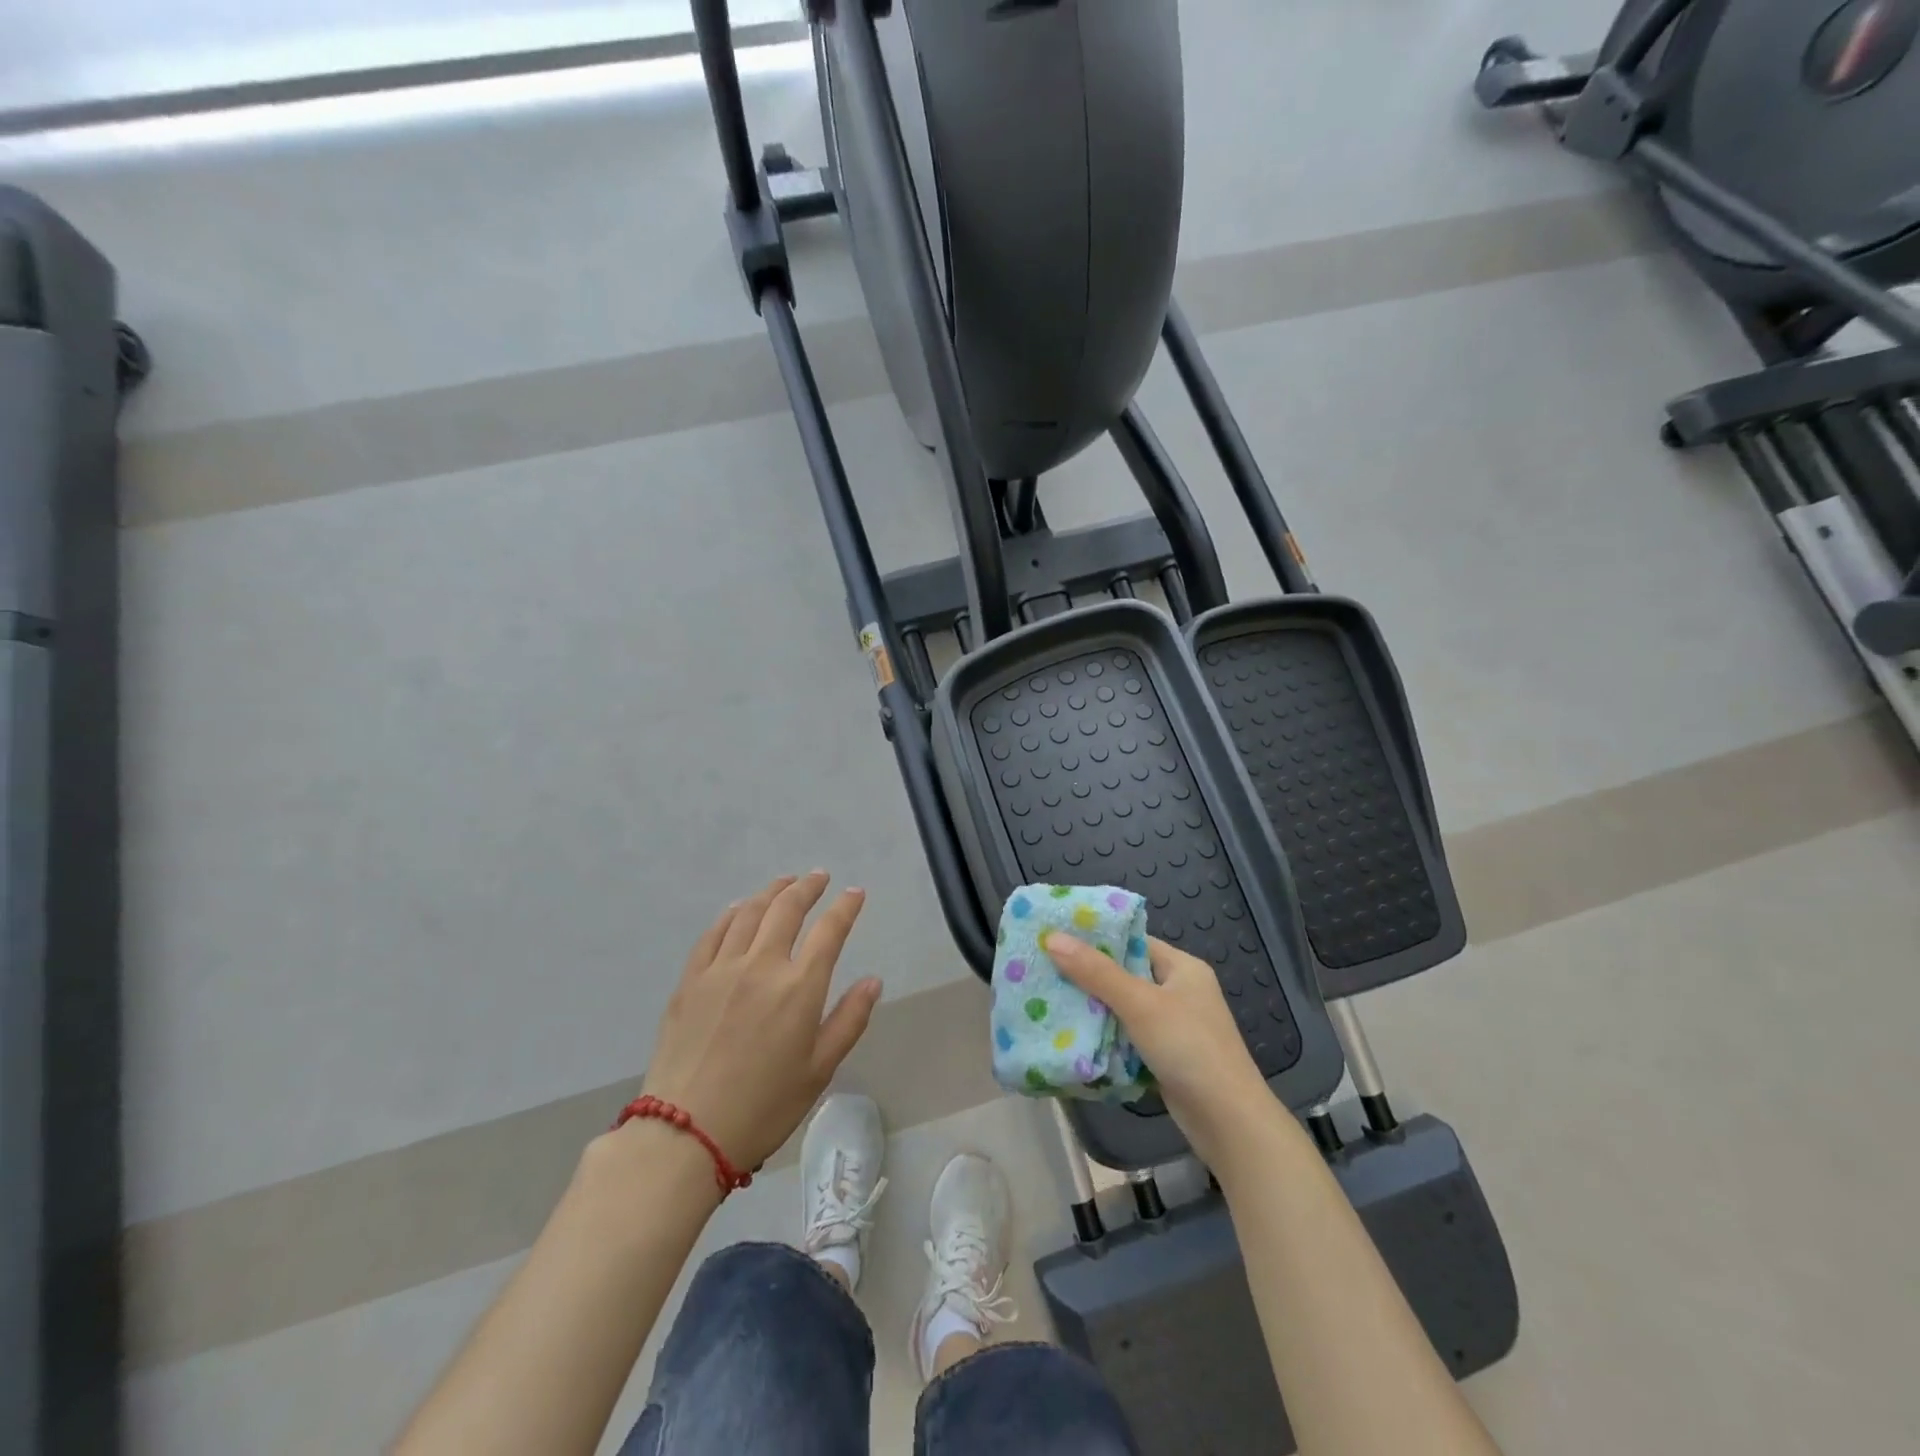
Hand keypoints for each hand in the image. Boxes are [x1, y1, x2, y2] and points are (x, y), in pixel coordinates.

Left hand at [640, 872, 881, 1172]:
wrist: (685, 1134)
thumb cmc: (764, 1107)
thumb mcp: (819, 1070)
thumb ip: (849, 1020)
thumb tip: (872, 980)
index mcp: (799, 987)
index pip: (829, 931)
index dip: (846, 907)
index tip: (855, 893)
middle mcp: (761, 965)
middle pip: (786, 910)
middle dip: (807, 887)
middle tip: (819, 876)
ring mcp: (721, 969)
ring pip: (749, 913)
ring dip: (771, 892)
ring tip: (784, 882)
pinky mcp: (690, 981)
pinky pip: (713, 933)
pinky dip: (731, 914)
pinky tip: (738, 909)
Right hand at [1045, 933, 1273, 1165]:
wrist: (1228, 1122)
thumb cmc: (1189, 1048)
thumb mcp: (1139, 1004)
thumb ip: (1096, 972)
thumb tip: (1052, 937)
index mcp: (1182, 968)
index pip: (1133, 941)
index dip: (1097, 939)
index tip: (1057, 937)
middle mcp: (1179, 991)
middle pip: (1125, 974)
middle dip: (1088, 976)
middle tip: (1045, 969)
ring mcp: (1174, 1026)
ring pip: (1124, 1008)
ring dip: (1094, 1009)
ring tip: (1050, 1000)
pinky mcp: (1165, 1056)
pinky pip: (1128, 1036)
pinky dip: (1105, 1036)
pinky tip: (1074, 1036)